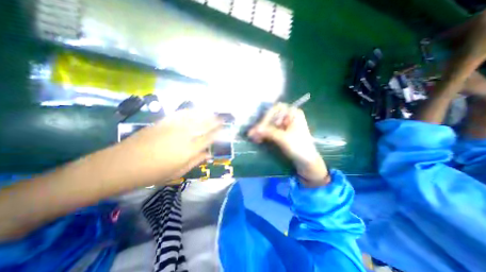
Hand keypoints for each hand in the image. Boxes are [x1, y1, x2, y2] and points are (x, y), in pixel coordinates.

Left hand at [117, 109, 222, 185]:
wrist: (122, 164)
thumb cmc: (153, 173)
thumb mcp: (178, 172)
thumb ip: (195, 161)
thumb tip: (208, 154)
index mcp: (189, 149)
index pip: (209, 138)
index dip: (219, 132)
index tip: (225, 129)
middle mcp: (184, 135)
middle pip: (204, 125)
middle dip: (216, 121)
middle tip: (223, 118)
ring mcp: (174, 126)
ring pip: (195, 117)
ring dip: (206, 114)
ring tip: (214, 112)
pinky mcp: (164, 122)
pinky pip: (181, 114)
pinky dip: (191, 111)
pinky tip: (195, 110)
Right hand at [248, 104, 327, 186]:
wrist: (307, 162)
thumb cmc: (299, 147)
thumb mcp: (283, 138)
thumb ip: (268, 132)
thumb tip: (253, 130)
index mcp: (293, 113)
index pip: (276, 109)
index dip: (266, 117)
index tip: (259, 127)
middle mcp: (289, 116)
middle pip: (271, 116)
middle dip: (262, 125)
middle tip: (252, 134)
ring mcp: (285, 124)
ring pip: (270, 124)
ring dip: (261, 130)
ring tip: (253, 138)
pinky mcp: (282, 132)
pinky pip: (271, 130)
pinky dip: (264, 134)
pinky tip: (258, 139)